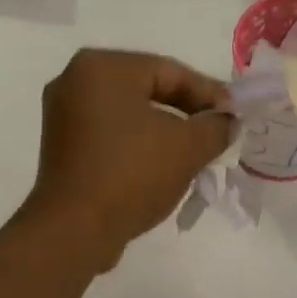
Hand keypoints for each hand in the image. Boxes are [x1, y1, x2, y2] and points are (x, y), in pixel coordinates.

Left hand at [22, 49, 234, 269]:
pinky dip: (137, 150)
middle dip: (186, 115)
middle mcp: (75, 82)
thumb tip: (226, 122)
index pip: (170, 71)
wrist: (75, 230)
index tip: (235, 117)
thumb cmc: (131, 176)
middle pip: (147, 92)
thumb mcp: (188, 148)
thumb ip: (216, 127)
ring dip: (163, 135)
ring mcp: (63, 118)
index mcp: (102, 67)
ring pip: (129, 118)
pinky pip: (110, 140)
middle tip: (216, 136)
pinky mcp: (62, 150)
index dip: (209, 94)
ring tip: (193, 158)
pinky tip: (159, 172)